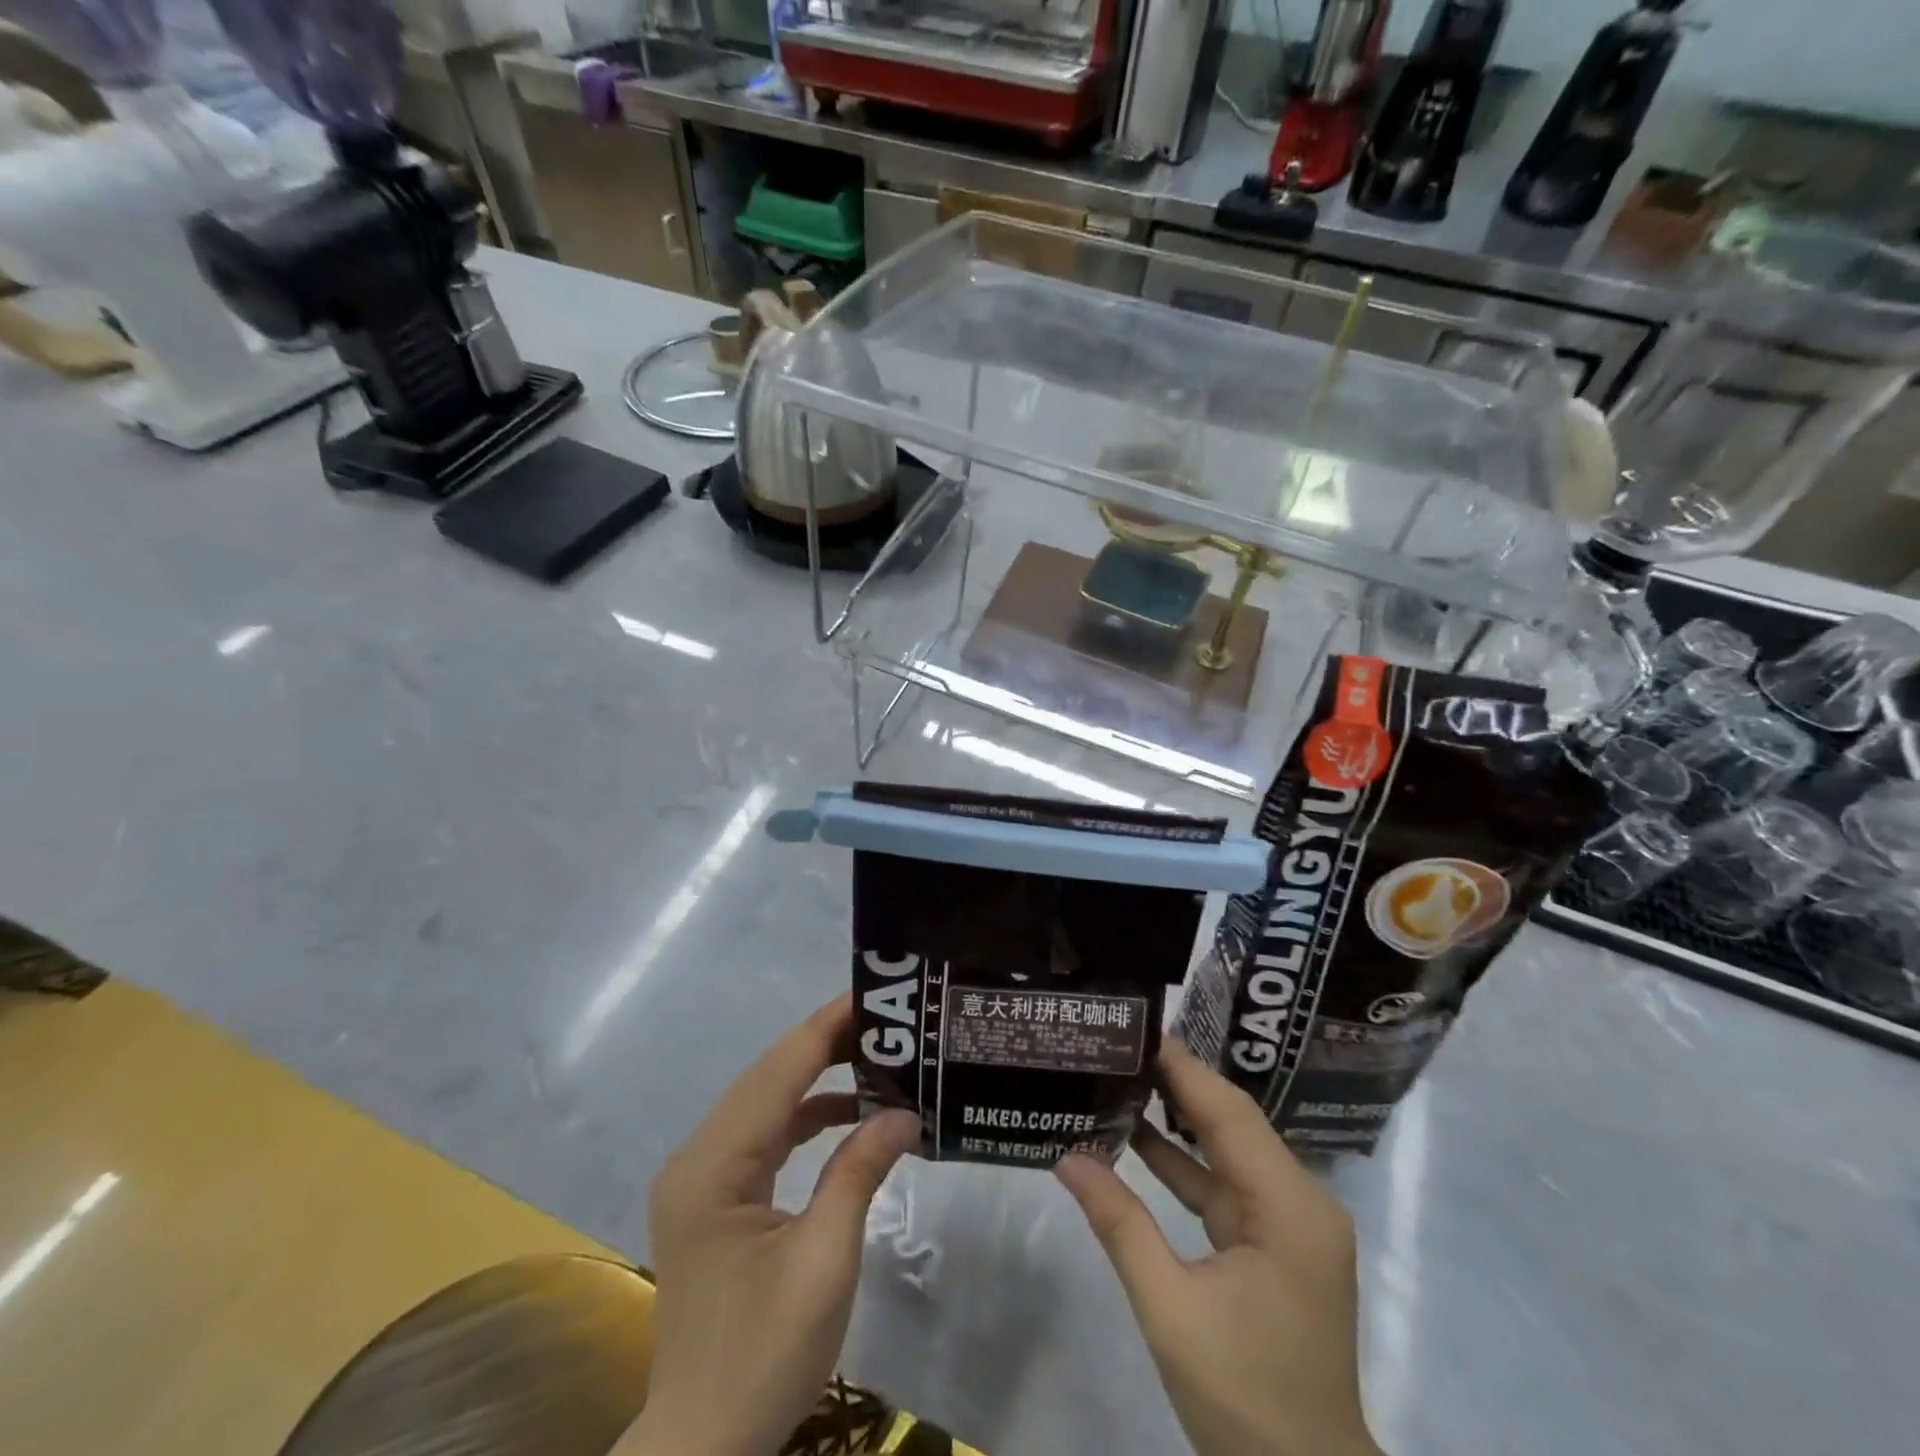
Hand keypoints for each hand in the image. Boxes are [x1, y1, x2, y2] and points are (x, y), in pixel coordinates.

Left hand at [618, 995, 920, 1455]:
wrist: (703, 1446)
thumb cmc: (763, 1356)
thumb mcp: (824, 1262)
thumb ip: (859, 1172)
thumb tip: (904, 1110)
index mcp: (713, 1166)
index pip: (777, 1072)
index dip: (825, 1028)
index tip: (872, 996)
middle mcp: (698, 1157)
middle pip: (768, 1077)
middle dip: (826, 1042)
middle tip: (887, 1021)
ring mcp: (702, 1177)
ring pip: (765, 1101)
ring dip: (817, 1077)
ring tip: (877, 1056)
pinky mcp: (715, 1196)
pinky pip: (764, 1135)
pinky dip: (806, 1117)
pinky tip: (848, 1113)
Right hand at [1055, 1040, 1381, 1455]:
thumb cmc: (1245, 1400)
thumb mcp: (1171, 1310)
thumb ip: (1120, 1225)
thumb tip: (1067, 1157)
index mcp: (1289, 1207)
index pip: (1228, 1111)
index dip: (1182, 1066)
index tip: (1136, 1026)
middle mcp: (1300, 1200)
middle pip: (1231, 1121)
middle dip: (1176, 1081)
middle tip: (1119, 1044)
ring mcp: (1289, 1223)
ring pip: (1227, 1149)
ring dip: (1177, 1119)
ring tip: (1120, 1075)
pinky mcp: (1275, 1244)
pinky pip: (1224, 1185)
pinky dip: (1184, 1164)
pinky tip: (1137, 1138)